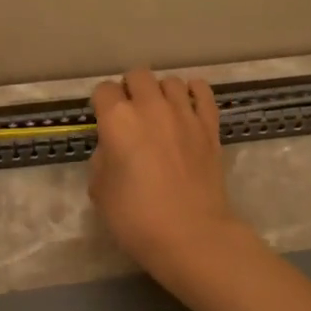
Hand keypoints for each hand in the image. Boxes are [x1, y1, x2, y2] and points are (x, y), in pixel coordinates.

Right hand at [89, 69, 243, 280]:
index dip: (101, 104)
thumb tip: (114, 148)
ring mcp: (184, 113)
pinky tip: (188, 106)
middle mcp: (150, 107)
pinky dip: (194, 93)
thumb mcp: (99, 190)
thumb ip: (103, 159)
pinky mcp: (210, 126)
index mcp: (117, 119)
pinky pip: (203, 92)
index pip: (103, 91)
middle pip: (138, 76)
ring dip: (161, 93)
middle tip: (130, 115)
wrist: (190, 234)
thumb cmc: (136, 217)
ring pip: (171, 81)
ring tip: (160, 114)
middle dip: (130, 90)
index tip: (103, 121)